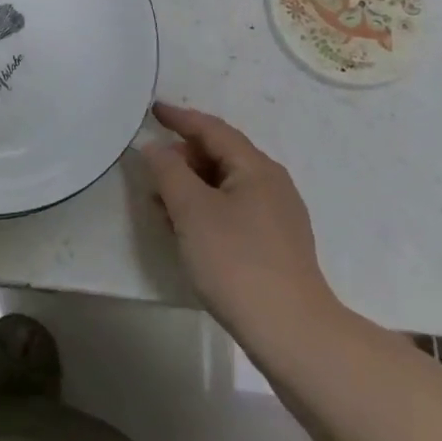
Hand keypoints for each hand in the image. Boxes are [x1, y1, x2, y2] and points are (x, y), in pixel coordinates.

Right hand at [143, 102, 345, 352]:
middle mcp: (272, 184)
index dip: (180, 118)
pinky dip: (205, 208)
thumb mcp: (191, 211)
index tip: (152, 110)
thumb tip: (155, 147)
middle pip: (221, 155)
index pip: (212, 129)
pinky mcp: (275, 244)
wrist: (290, 330)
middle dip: (183, 157)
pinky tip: (186, 229)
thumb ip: (168, 171)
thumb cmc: (236, 260)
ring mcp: (277, 215)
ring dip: (191, 186)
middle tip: (150, 169)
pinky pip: (233, 209)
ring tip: (160, 202)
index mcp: (256, 168)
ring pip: (225, 185)